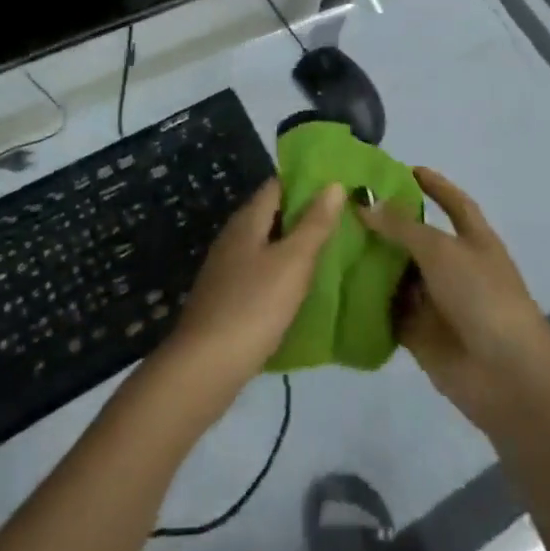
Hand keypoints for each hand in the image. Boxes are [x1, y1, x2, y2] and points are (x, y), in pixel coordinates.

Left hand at [157, 178, 344, 410]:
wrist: (204, 368)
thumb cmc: (253, 307)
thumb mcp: (292, 262)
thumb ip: (314, 224)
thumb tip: (333, 183)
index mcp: (247, 220)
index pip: (278, 185)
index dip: (307, 182)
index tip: (338, 187)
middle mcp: (234, 236)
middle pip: (273, 214)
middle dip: (305, 215)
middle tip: (345, 220)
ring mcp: (227, 268)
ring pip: (267, 245)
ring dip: (295, 246)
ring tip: (332, 252)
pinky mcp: (227, 298)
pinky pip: (261, 273)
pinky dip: (283, 273)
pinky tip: (302, 289)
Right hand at [359, 168, 549, 436]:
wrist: (506, 376)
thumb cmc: (482, 296)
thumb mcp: (441, 249)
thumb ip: (401, 226)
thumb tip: (364, 203)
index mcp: (473, 239)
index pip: (452, 202)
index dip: (433, 185)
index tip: (404, 169)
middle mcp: (454, 266)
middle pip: (416, 238)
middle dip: (386, 224)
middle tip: (344, 205)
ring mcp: (436, 301)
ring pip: (397, 274)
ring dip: (371, 261)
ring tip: (329, 239)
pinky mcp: (418, 333)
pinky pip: (387, 310)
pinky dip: (366, 300)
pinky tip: (334, 283)